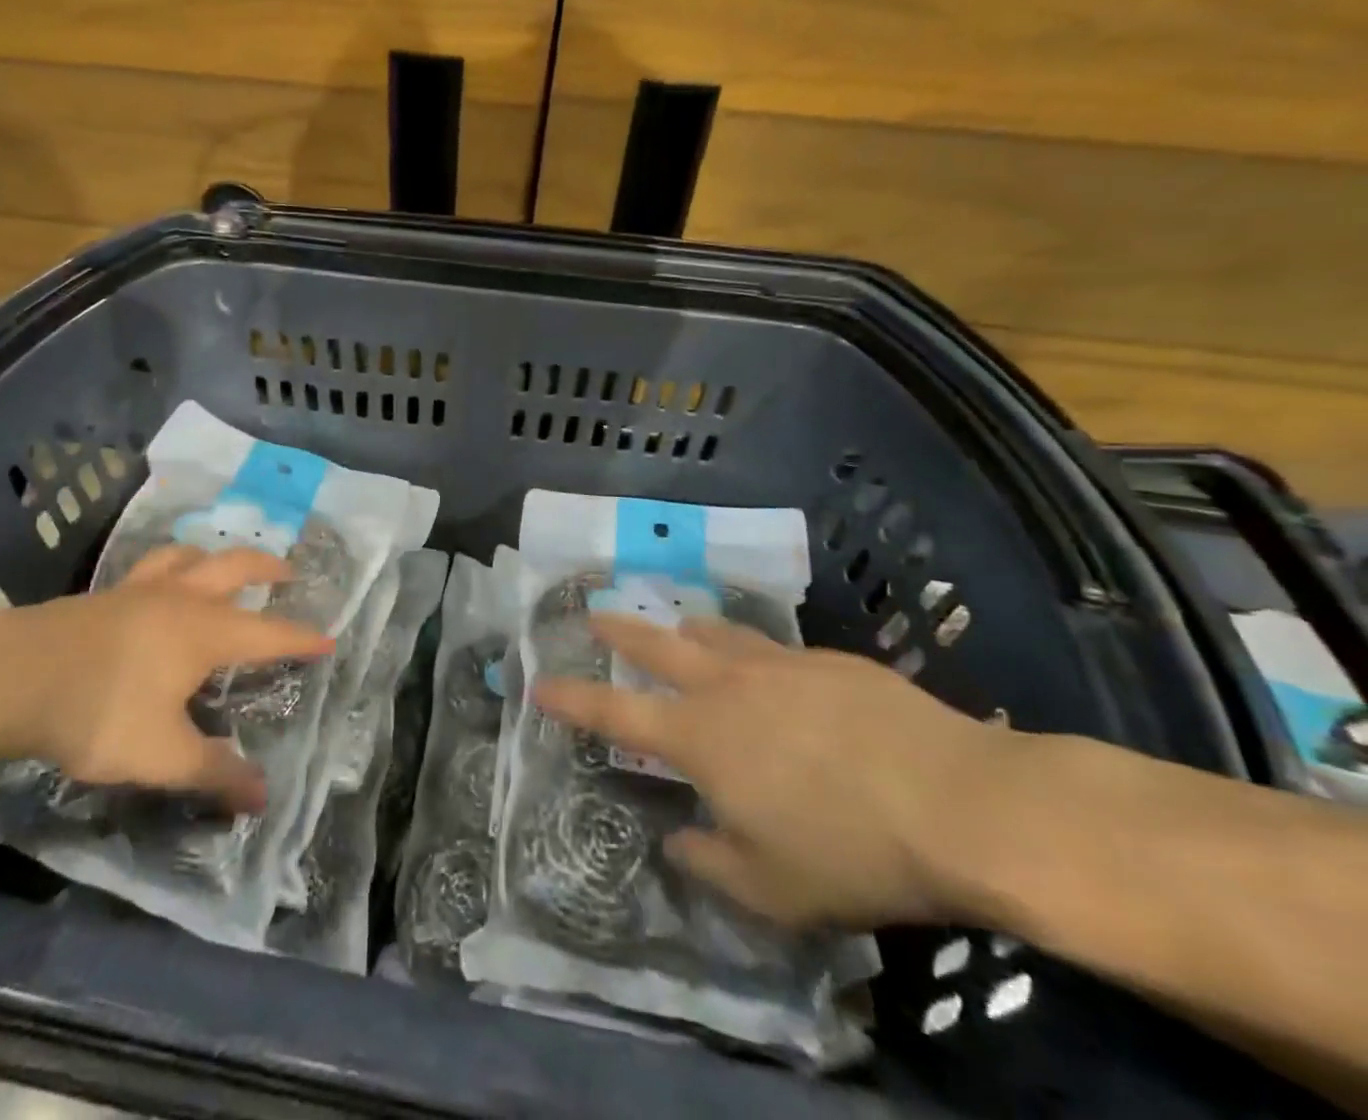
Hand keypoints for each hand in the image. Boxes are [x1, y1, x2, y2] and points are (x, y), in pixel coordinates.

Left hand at [0, 545, 332, 812]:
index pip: (269, 633)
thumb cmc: (100, 712)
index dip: (301, 638)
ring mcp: (139, 590)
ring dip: (215, 556)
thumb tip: (262, 798)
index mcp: (205, 631)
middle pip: (235, 568)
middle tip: (290, 570)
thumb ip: (213, 773)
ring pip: (190, 556)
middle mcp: (181, 599)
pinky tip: (158, 582)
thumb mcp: (162, 755)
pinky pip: (150, 566)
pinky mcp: (103, 594)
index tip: (328, 638)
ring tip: (221, 564)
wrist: (12, 676)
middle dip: (268, 567)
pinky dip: (171, 565)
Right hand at [535, 616, 1009, 928]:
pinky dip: (752, 652)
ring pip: (715, 633)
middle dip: (619, 628)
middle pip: (656, 643)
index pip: (614, 710)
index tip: (540, 683)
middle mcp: (727, 686)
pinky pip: (772, 648)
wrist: (961, 803)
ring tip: (679, 627)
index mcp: (700, 736)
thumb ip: (710, 862)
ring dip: (687, 629)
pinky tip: (771, 669)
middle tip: (593, 612)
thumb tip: (679, 841)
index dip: (572, 698)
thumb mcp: (771, 888)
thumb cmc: (851, 850)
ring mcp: (779, 664)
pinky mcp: (828, 660)